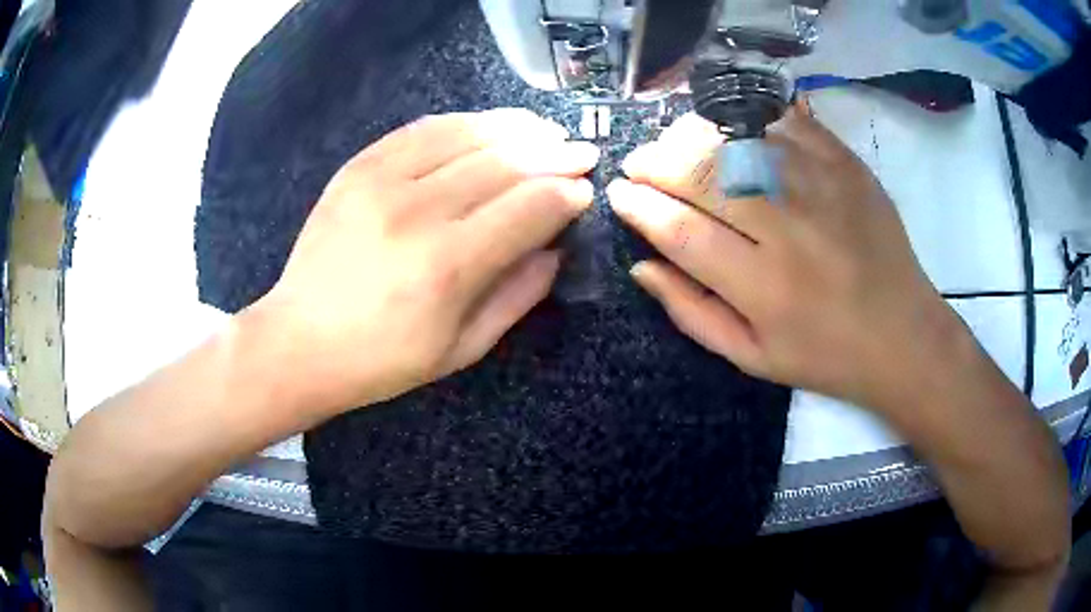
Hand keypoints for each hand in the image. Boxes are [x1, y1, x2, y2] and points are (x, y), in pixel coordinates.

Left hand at [246, 109, 598, 414]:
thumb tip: (555, 249)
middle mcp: (419, 212)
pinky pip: (423, 129)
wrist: (300, 341)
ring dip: (517, 128)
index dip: (567, 195)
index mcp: (449, 266)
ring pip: (469, 135)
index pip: (530, 208)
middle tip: (580, 153)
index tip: (585, 192)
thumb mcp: (463, 348)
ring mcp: (383, 180)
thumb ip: (519, 295)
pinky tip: (489, 126)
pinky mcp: (358, 166)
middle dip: (554, 155)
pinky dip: (465, 123)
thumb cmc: (383, 359)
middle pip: (506, 163)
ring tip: (545, 130)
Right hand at [608, 102, 962, 414]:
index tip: (619, 194)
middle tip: (640, 163)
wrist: (903, 335)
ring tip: (678, 144)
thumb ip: (691, 313)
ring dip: (695, 134)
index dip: (639, 206)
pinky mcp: (847, 166)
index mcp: (763, 289)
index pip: (680, 231)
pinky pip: (787, 123)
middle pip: (705, 175)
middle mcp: (790, 231)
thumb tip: (640, 266)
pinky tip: (733, 129)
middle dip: (657, 162)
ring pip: (740, 139)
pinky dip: (751, 118)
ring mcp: (822, 189)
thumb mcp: (751, 358)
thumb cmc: (825, 356)